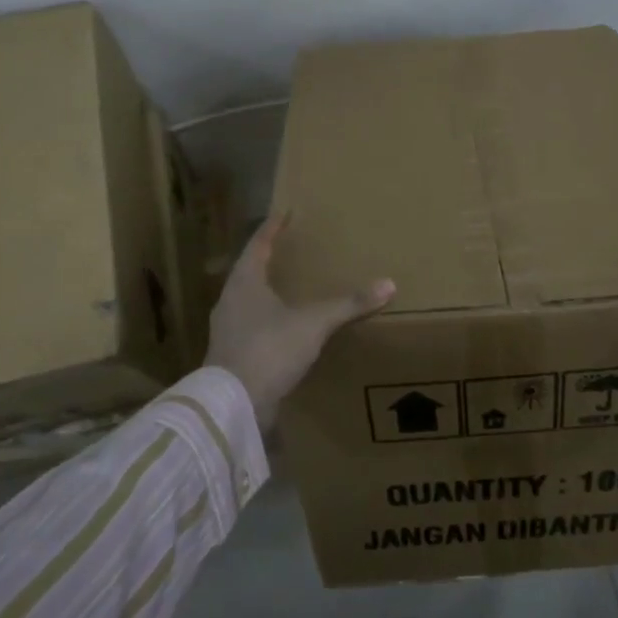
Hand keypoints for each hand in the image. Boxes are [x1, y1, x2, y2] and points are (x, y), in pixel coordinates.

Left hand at [205, 213, 395, 431]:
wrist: (233, 404)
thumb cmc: (269, 349)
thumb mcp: (314, 323)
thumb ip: (348, 304)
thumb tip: (389, 284)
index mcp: (244, 282)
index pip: (258, 243)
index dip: (273, 227)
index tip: (285, 212)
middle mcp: (230, 300)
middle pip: (250, 270)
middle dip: (270, 259)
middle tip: (293, 248)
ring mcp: (228, 329)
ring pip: (249, 300)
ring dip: (269, 291)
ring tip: (293, 287)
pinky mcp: (232, 355)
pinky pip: (253, 327)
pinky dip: (270, 320)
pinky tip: (287, 328)